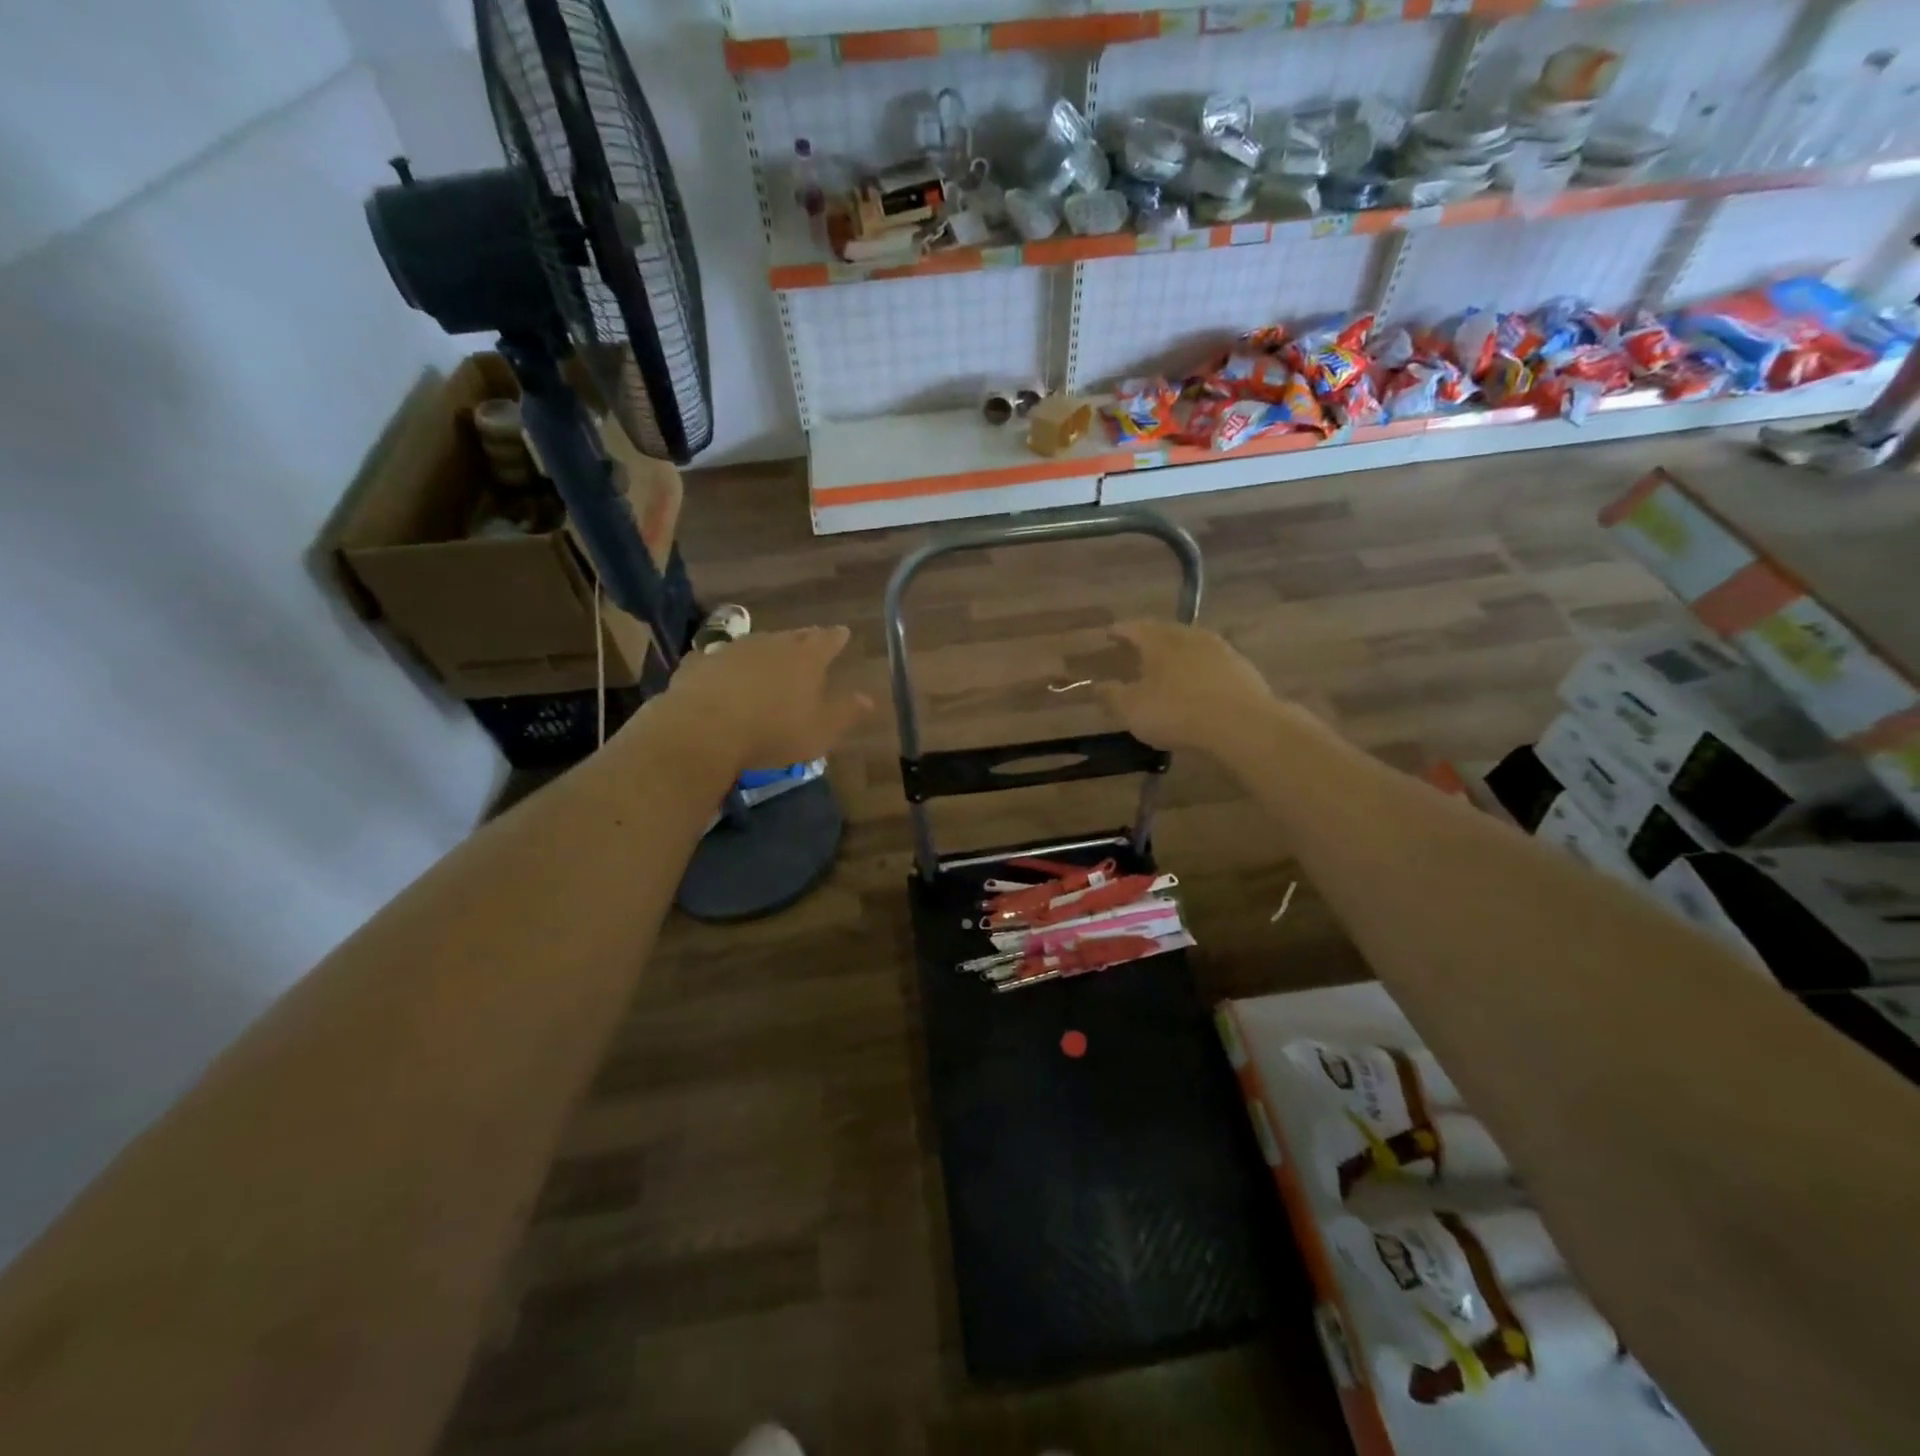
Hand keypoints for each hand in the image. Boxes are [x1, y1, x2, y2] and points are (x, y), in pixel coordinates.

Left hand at [647, 626, 872, 775]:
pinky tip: (720, 672)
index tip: (844, 632)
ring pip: (756, 644)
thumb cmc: (774, 730)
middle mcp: (772, 644)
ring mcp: (733, 650)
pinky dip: (726, 665)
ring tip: (769, 658)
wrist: (705, 728)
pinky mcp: (701, 663)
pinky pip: (719, 660)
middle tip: (810, 639)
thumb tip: (869, 699)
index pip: (828, 640)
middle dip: (804, 639)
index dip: (837, 637)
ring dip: (765, 650)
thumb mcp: (821, 730)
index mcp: (806, 658)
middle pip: (793, 637)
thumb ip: (846, 713)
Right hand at [1100, 620, 1274, 754]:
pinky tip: (1198, 682)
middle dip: (1149, 638)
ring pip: (1191, 644)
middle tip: (1137, 647)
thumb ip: (1110, 696)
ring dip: (1177, 652)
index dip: (1119, 631)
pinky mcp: (1242, 668)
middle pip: (1165, 631)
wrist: (1242, 724)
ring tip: (1167, 664)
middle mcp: (1190, 635)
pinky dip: (1199, 668)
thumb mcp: (1132, 709)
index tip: (1108, 634)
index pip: (1134, 627)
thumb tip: (1095, 686)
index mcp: (1159, 640)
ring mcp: (1220, 649)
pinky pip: (1212, 662)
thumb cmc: (1176, 712)